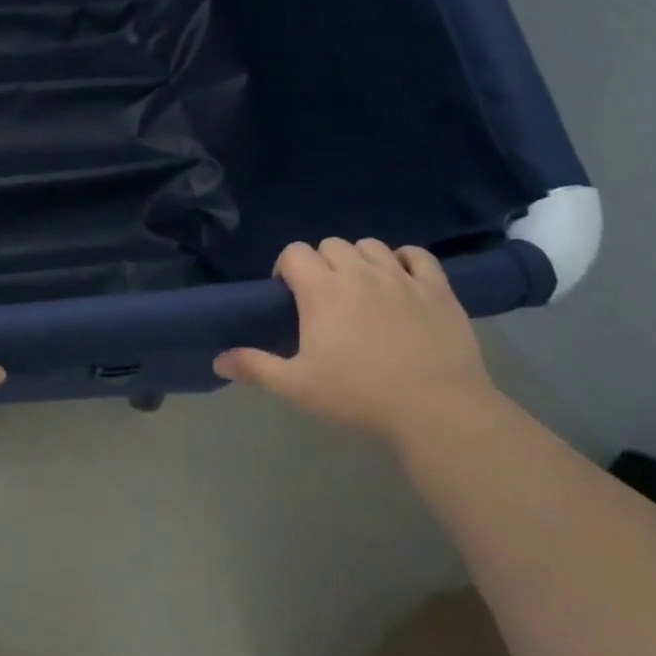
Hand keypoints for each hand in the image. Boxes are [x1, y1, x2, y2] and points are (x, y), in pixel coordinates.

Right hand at [214, 239, 493, 443]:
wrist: (436, 410)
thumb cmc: (359, 396)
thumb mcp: (298, 387)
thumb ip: (256, 367)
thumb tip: (217, 360)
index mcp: (322, 290)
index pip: (295, 252)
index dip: (287, 267)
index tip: (289, 294)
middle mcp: (359, 272)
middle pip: (332, 245)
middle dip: (322, 263)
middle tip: (325, 298)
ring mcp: (401, 277)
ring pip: (371, 246)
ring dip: (359, 260)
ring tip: (361, 289)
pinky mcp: (437, 288)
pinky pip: (418, 256)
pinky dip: (405, 261)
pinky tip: (402, 280)